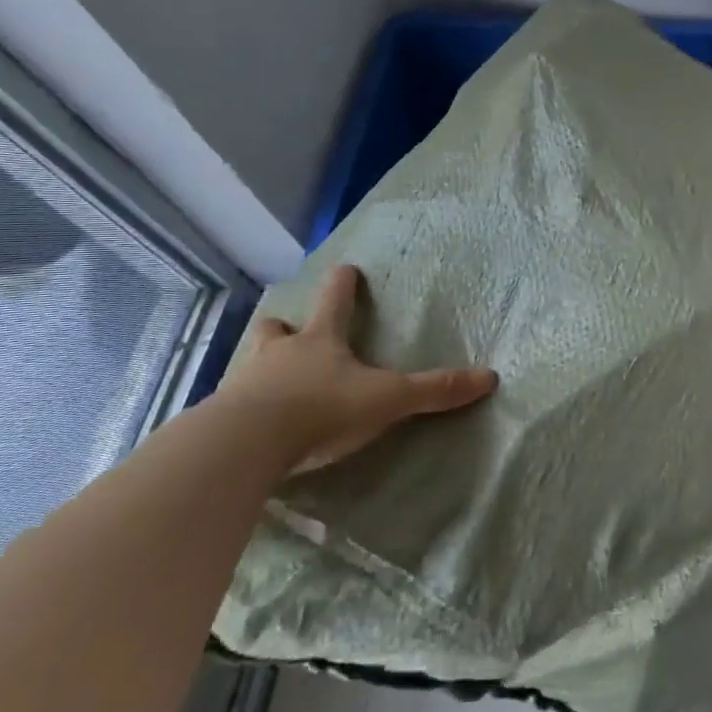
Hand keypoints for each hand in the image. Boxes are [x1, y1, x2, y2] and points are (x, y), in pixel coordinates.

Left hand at [216, 264, 496, 474]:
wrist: (246, 444)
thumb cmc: (322, 408)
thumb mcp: (387, 399)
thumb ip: (434, 390)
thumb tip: (490, 377)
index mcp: (320, 341)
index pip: (335, 302)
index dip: (343, 284)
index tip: (345, 267)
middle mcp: (280, 354)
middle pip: (278, 328)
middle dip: (285, 326)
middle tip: (290, 329)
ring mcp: (245, 384)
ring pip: (250, 362)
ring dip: (261, 365)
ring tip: (268, 377)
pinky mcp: (221, 419)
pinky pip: (232, 405)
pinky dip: (241, 408)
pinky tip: (249, 425)